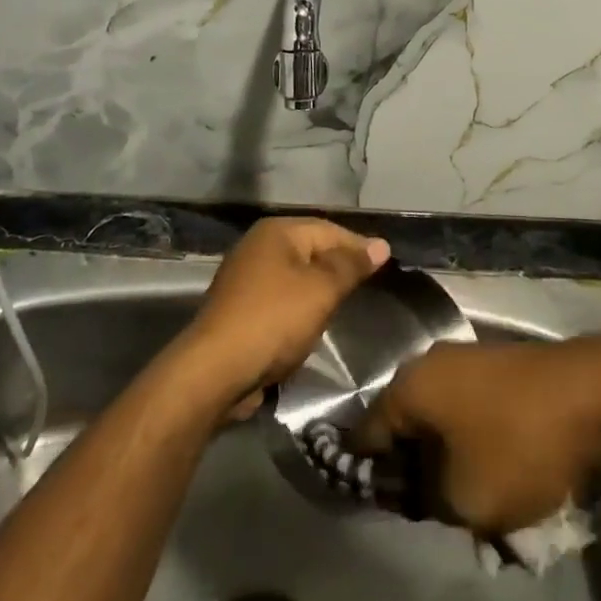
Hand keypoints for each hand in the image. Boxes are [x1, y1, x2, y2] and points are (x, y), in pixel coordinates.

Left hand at [175, 217, 388, 415]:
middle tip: (368, 287)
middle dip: (338, 268)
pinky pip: (279, 301)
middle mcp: (257, 247)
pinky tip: (310, 327)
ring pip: (294, 278)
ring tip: (343, 308)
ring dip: (317, 291)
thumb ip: (351, 266)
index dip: (358, 246)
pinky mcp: (238, 311)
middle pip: (310, 251)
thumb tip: (381, 245)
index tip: (385, 265)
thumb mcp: (321, 290)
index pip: (329, 229)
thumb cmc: (274, 320)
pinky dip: (297, 310)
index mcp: (276, 232)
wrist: (215, 371)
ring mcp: (243, 279)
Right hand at [351, 339, 600, 535]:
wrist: (591, 395)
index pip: (365, 435)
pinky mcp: (497, 364)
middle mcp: (430, 361)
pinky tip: (493, 466)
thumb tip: (416, 486)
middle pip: (404, 422)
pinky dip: (472, 437)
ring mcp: (466, 357)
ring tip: (468, 494)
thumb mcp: (463, 499)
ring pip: (440, 416)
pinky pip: (468, 406)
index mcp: (408, 385)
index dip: (369, 477)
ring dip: (446, 454)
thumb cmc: (517, 445)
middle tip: (431, 508)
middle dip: (413, 466)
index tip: (385, 510)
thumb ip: (425, 498)